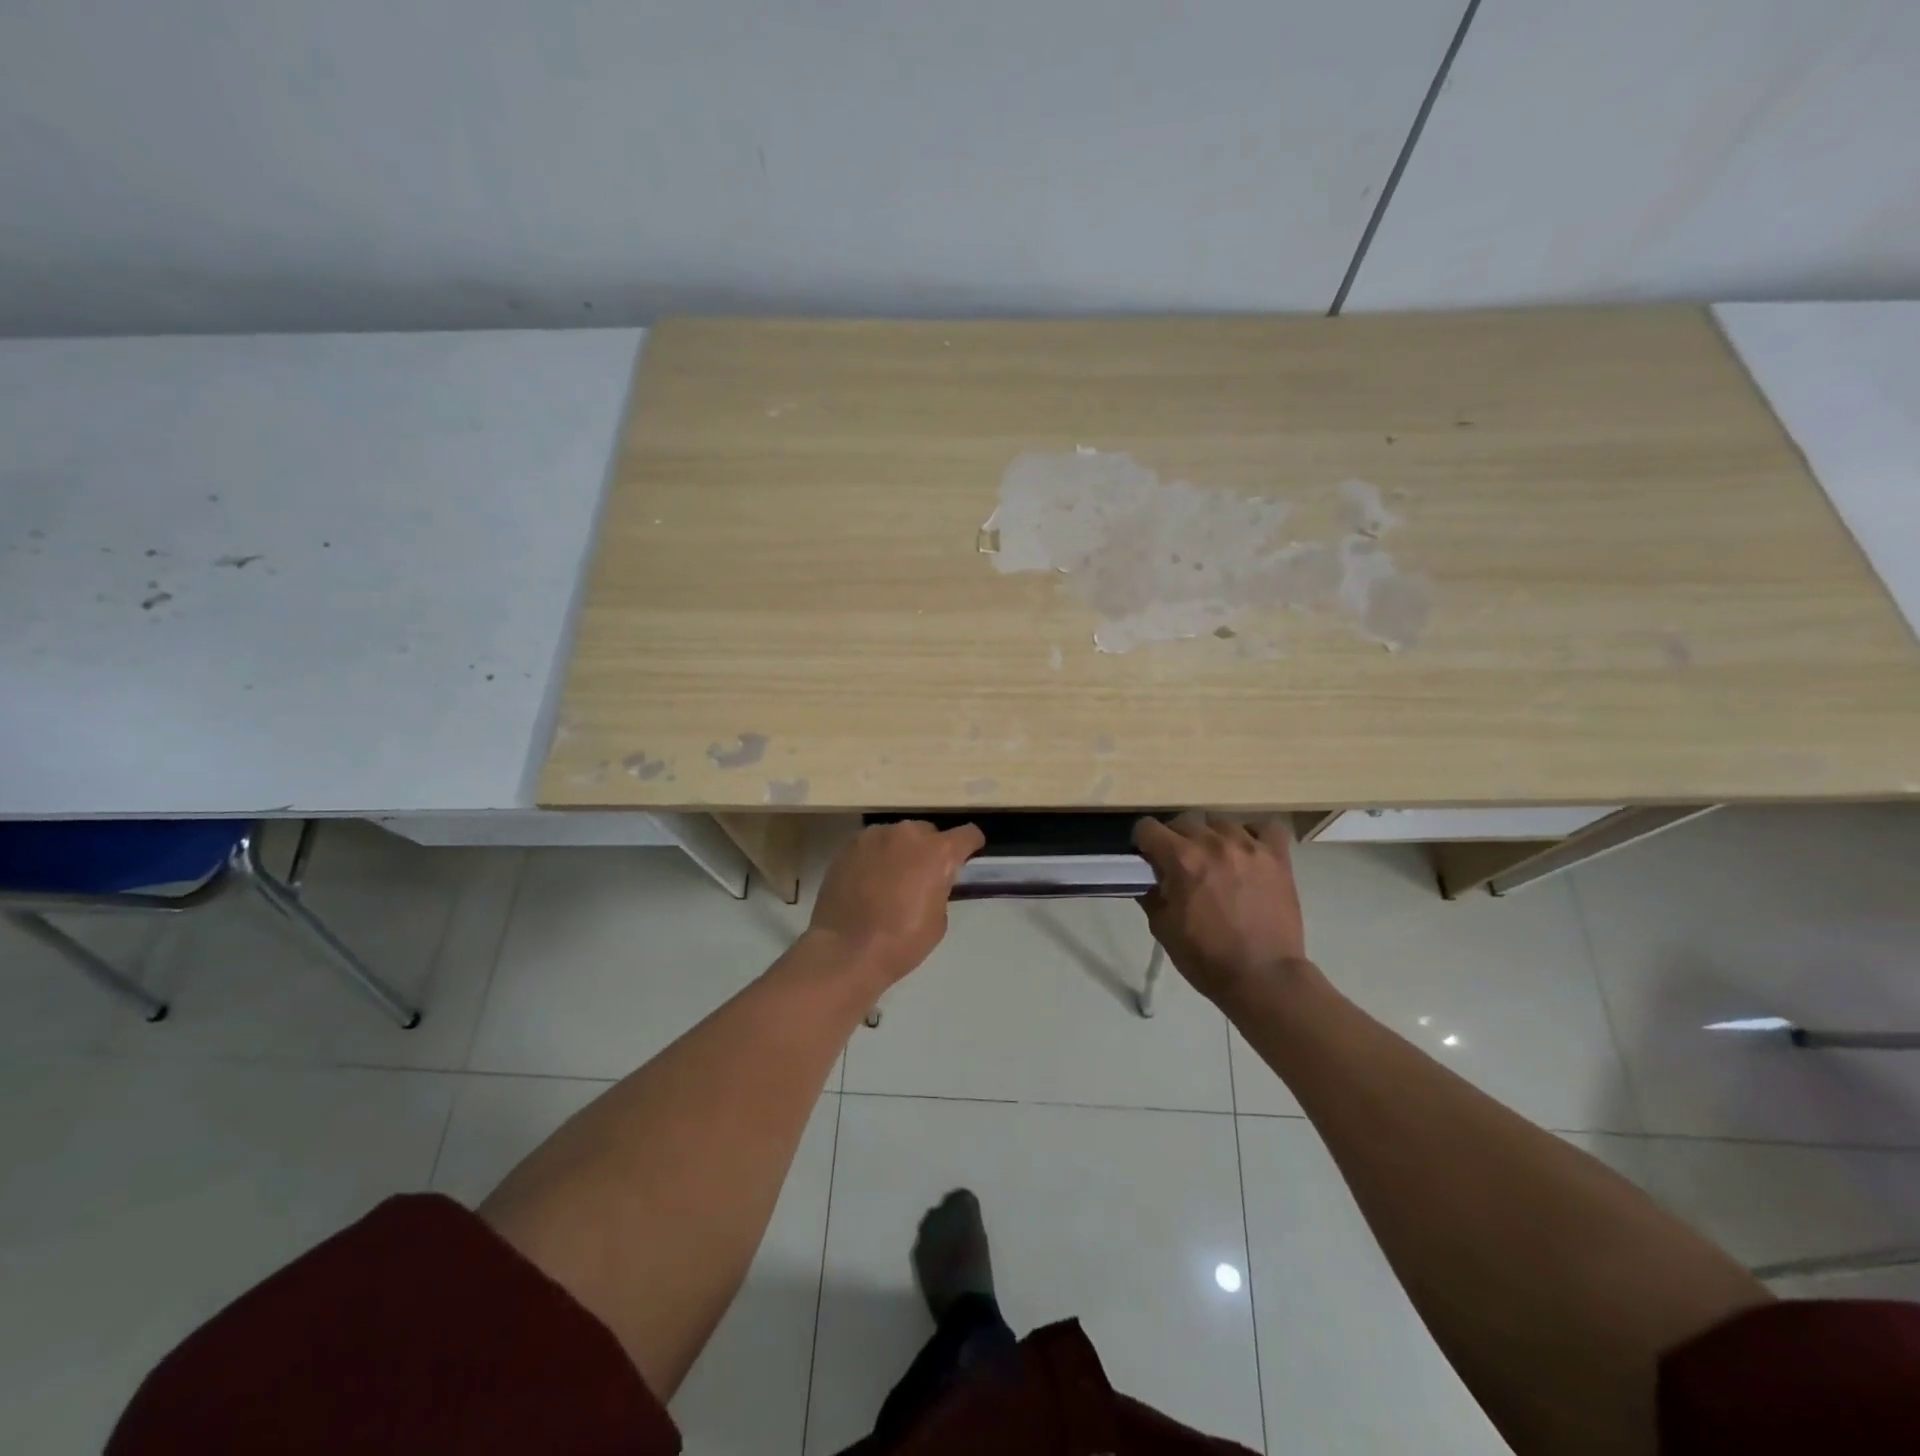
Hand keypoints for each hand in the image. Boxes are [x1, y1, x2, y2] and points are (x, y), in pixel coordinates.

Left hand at [807, 820, 984, 985]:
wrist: (846, 951)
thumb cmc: (901, 941)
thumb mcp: (938, 919)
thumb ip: (940, 887)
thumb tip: (931, 880)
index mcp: (937, 851)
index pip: (967, 834)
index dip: (970, 846)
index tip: (966, 857)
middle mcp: (907, 833)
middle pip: (928, 832)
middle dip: (930, 849)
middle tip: (922, 875)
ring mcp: (874, 836)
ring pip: (897, 836)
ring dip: (901, 850)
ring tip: (891, 878)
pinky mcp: (848, 846)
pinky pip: (872, 845)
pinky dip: (875, 857)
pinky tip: (868, 881)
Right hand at [1133, 813, 1308, 1004]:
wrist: (1264, 978)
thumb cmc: (1206, 958)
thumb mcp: (1163, 928)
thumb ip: (1151, 893)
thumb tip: (1147, 876)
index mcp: (1182, 860)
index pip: (1148, 828)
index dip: (1143, 842)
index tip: (1147, 857)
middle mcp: (1214, 844)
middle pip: (1184, 821)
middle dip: (1175, 839)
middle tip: (1180, 864)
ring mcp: (1249, 847)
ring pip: (1220, 822)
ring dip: (1211, 837)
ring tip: (1216, 860)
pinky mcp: (1277, 857)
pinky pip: (1264, 828)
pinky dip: (1253, 835)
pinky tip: (1247, 852)